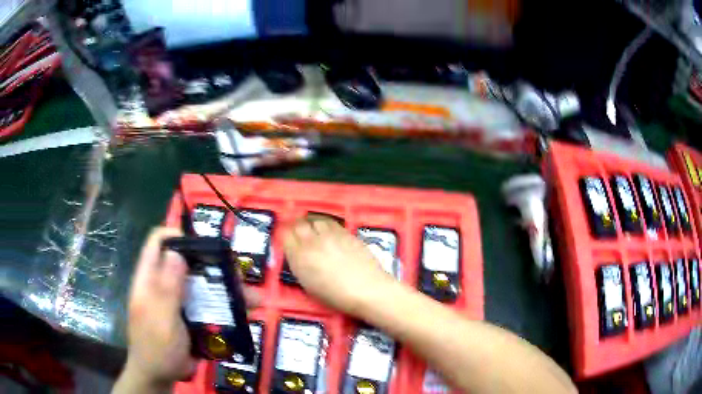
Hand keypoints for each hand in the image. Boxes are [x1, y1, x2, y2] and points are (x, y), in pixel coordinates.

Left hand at [116, 227, 260, 392]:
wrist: (161, 376)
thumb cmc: (156, 347)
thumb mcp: (160, 318)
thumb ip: (166, 287)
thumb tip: (176, 251)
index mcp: (149, 278)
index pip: (158, 242)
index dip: (177, 235)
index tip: (204, 244)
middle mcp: (164, 283)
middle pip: (187, 261)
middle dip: (211, 263)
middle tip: (236, 274)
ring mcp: (178, 300)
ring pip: (202, 284)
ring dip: (225, 287)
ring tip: (251, 298)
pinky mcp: (191, 315)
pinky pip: (209, 303)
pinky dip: (226, 305)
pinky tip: (245, 312)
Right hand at [282, 217, 394, 315]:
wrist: (367, 290)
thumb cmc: (337, 296)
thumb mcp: (310, 286)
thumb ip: (301, 267)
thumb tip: (297, 256)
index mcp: (300, 258)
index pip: (285, 236)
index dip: (285, 236)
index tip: (288, 239)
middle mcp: (312, 242)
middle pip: (299, 224)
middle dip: (296, 227)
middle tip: (298, 232)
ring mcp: (330, 235)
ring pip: (315, 220)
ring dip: (312, 224)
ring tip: (313, 230)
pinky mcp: (346, 232)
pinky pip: (331, 222)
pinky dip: (326, 225)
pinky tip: (328, 232)